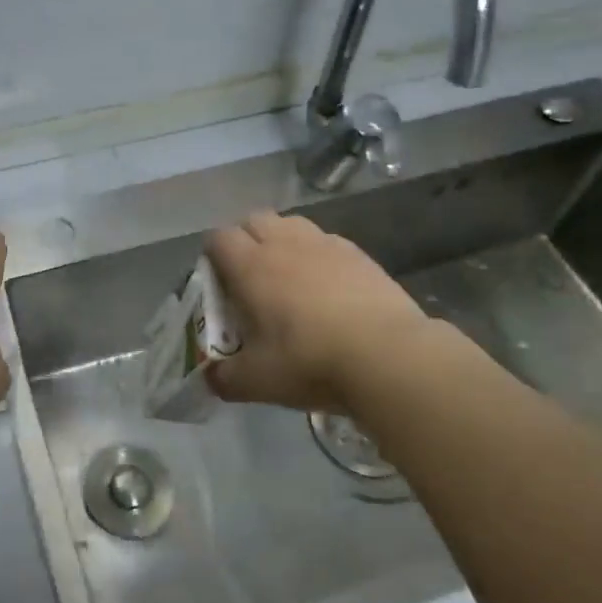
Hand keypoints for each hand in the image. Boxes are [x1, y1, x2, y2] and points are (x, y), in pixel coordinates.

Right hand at [205, 211, 433, 412]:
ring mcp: (325, 245)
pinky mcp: (359, 255)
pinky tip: (329, 289)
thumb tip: (211, 379)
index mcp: (251, 266)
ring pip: (292, 225)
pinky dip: (318, 256)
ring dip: (283, 242)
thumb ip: (225, 379)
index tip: (218, 284)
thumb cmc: (311, 362)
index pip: (218, 238)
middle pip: (254, 220)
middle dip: (246, 240)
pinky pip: (327, 242)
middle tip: (250, 279)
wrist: (390, 357)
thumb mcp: (257, 381)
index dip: (212, 256)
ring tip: (290, 279)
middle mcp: (284, 244)